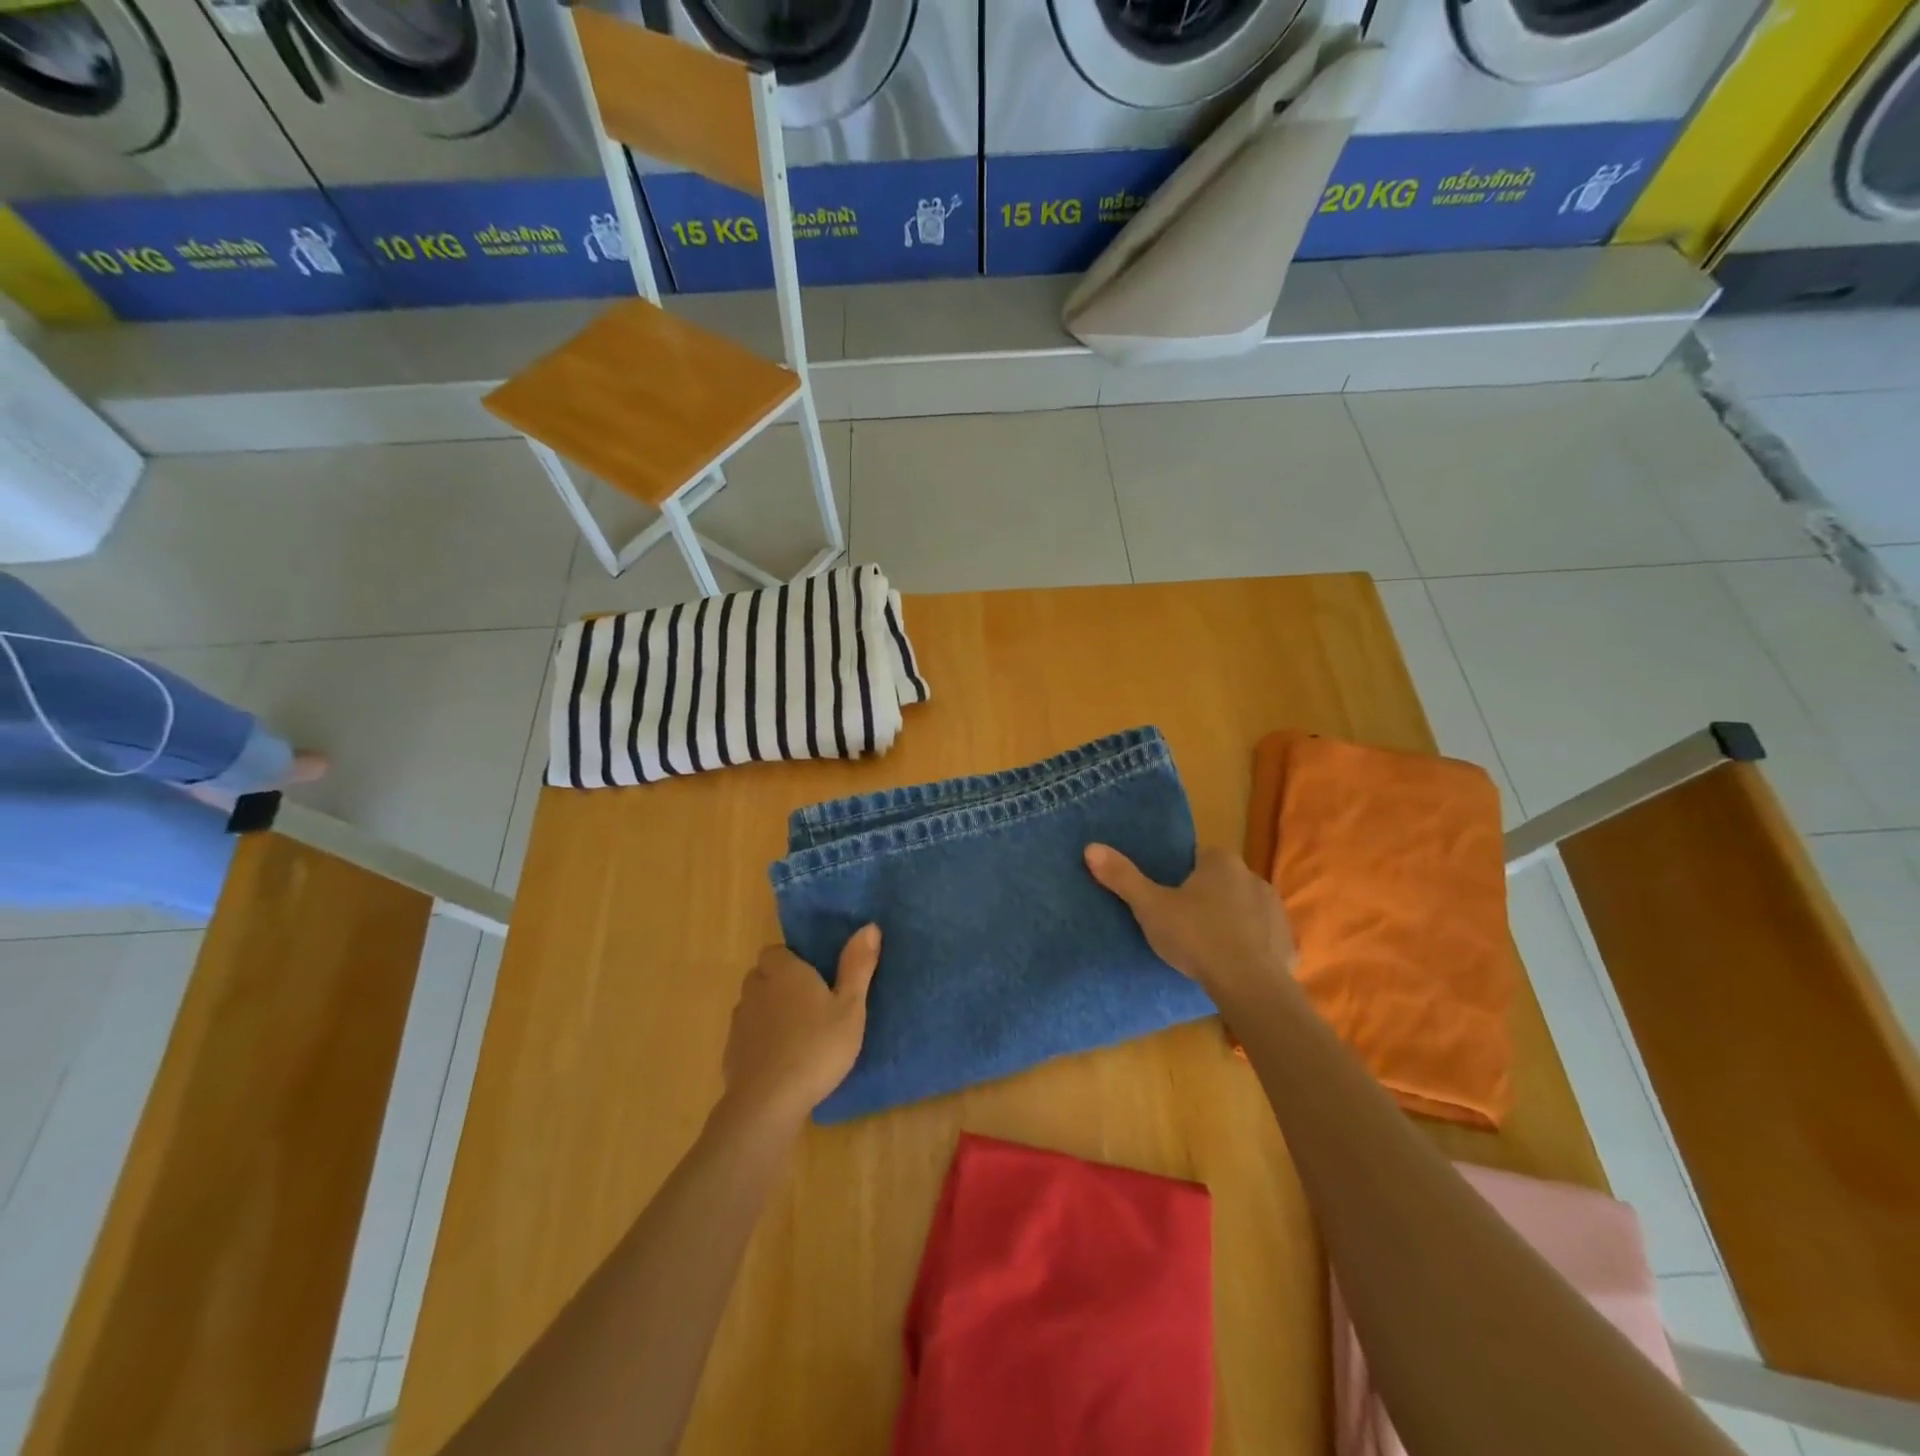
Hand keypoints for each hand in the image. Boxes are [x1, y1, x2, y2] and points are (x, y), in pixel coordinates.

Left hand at [721, 928, 880, 1124]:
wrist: (769, 1102)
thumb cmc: (817, 1048)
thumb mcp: (850, 1007)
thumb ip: (858, 966)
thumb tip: (870, 926)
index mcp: (785, 972)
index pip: (776, 951)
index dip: (792, 961)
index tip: (813, 976)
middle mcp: (756, 989)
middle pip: (762, 975)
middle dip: (779, 983)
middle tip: (809, 1004)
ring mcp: (740, 1022)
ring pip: (753, 1005)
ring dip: (769, 1012)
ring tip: (796, 1033)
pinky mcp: (731, 1053)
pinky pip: (747, 1036)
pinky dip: (760, 1041)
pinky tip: (780, 1060)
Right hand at [1085, 844, 1296, 1009]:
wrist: (1250, 986)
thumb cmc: (1196, 937)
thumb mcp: (1150, 908)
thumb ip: (1123, 877)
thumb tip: (1091, 847)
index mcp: (1221, 861)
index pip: (1197, 857)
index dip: (1180, 875)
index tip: (1166, 897)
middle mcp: (1253, 876)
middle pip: (1221, 881)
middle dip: (1205, 897)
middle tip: (1181, 922)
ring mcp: (1275, 909)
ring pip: (1243, 908)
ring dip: (1229, 920)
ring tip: (1206, 946)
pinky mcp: (1288, 941)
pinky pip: (1263, 937)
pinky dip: (1250, 946)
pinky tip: (1233, 964)